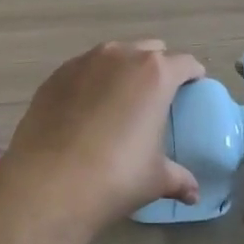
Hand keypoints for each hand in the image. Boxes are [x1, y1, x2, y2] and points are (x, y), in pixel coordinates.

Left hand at [4, 41, 204, 228]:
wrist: (49, 181)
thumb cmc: (115, 176)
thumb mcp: (155, 179)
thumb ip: (179, 178)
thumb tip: (193, 193)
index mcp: (155, 74)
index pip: (185, 63)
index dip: (193, 75)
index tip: (194, 88)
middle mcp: (121, 56)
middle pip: (149, 50)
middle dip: (157, 67)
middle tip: (157, 97)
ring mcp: (84, 61)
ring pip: (113, 56)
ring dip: (122, 71)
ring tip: (120, 102)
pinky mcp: (56, 75)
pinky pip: (83, 70)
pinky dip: (91, 82)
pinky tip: (86, 110)